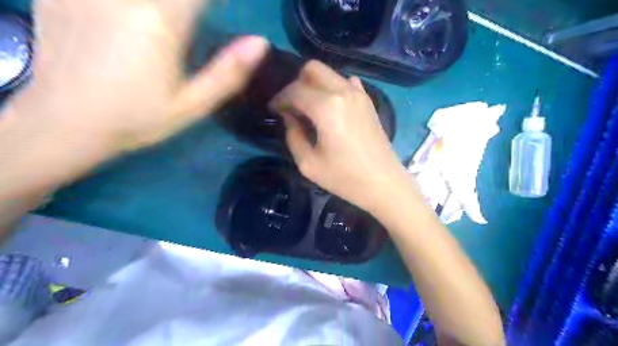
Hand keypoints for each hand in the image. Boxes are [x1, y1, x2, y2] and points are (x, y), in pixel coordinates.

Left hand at [7, 0, 268, 152]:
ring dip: (169, 7)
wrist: (66, 122)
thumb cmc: (138, 118)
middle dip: (192, 6)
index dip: (219, 0)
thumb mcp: (192, 105)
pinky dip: (132, 5)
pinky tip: (135, 20)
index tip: (223, 13)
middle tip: (194, 25)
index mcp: (161, 19)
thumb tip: (261, 43)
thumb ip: (228, 73)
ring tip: (167, 33)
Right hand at [271, 61, 412, 212]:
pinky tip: (330, 107)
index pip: (295, 90)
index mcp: (327, 107)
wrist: (383, 183)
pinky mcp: (368, 101)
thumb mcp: (308, 163)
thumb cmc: (344, 177)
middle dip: (296, 83)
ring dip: (314, 85)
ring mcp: (359, 94)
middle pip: (313, 69)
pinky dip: (333, 89)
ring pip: (330, 73)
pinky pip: (346, 83)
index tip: (273, 109)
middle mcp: (343, 91)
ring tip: (309, 107)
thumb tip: (290, 117)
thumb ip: (293, 135)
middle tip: (291, 106)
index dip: (280, 98)